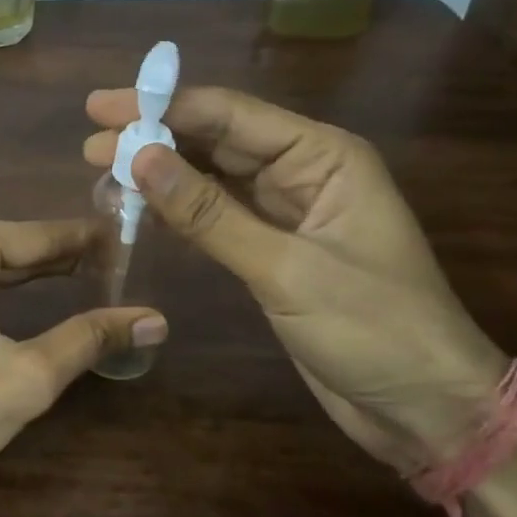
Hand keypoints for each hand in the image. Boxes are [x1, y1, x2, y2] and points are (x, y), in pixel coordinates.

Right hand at [84, 86, 503, 461]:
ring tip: (102, 170)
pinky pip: (217, 216)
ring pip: (212, 177)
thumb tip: (141, 157)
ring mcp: (287, 212)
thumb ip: (210, 214)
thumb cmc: (375, 330)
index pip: (230, 115)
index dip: (162, 106)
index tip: (102, 108)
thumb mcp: (287, 269)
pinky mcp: (273, 250)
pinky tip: (139, 207)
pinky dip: (178, 211)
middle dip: (154, 138)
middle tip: (90, 144)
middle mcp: (303, 172)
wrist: (426, 409)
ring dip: (161, 173)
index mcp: (323, 156)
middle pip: (217, 140)